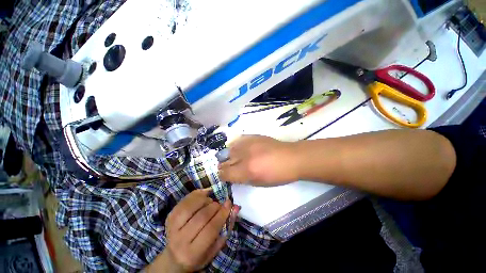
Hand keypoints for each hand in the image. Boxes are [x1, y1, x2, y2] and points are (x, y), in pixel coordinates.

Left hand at [146, 189, 238, 272]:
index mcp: (193, 252)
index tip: (229, 203)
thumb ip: (226, 227)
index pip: (210, 229)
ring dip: (204, 199)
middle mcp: (180, 240)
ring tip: (210, 200)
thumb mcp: (215, 246)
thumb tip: (235, 207)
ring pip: (190, 207)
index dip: (221, 214)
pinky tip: (203, 194)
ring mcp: (172, 228)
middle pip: (200, 217)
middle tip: (219, 204)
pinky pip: (183, 201)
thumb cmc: (199, 254)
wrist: (174, 257)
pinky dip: (195, 194)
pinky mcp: (169, 217)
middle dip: (214, 206)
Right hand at [218, 135, 298, 185]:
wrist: (290, 158)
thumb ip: (242, 178)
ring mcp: (248, 144)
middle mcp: (244, 156)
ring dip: (229, 155)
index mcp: (246, 171)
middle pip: (224, 161)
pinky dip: (236, 146)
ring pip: (229, 149)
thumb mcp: (259, 183)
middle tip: (228, 168)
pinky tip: (240, 149)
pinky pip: (237, 140)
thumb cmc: (278, 175)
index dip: (222, 176)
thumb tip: (232, 175)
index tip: (225, 176)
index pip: (224, 173)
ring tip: (234, 158)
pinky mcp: (252, 136)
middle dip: (224, 166)